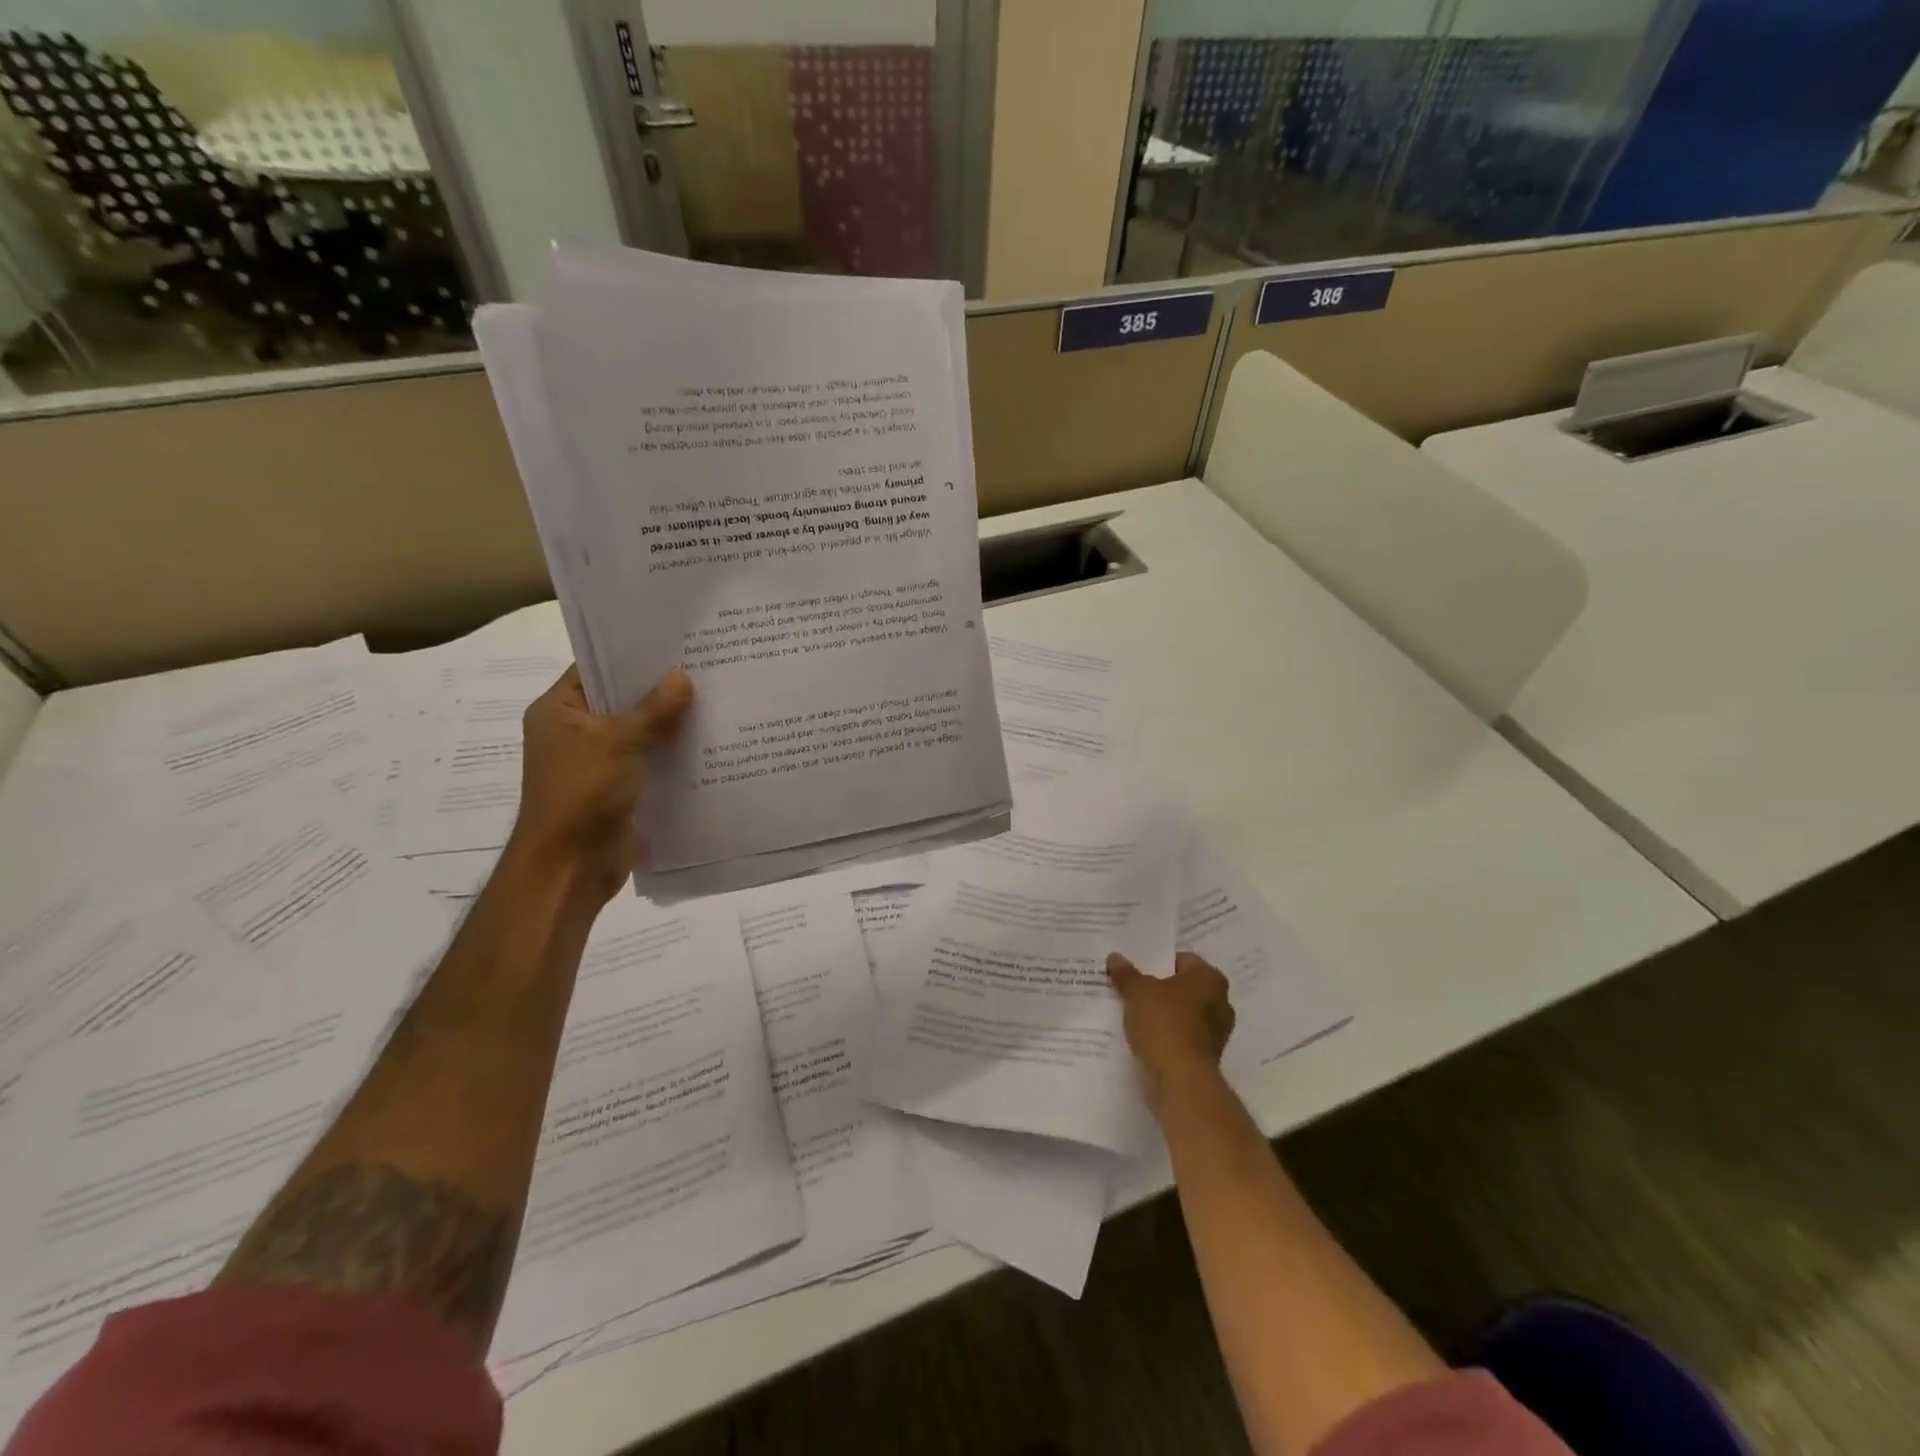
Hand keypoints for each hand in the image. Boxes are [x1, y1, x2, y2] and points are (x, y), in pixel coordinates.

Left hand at [510, 665, 693, 902]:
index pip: (594, 668)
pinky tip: (709, 740)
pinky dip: (673, 752)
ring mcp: (598, 761)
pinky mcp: (620, 787)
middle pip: (621, 699)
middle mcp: (575, 732)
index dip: (630, 654)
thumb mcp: (616, 742)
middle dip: (659, 688)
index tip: (672, 642)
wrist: (571, 867)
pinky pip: (650, 759)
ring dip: (670, 722)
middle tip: (704, 665)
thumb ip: (651, 710)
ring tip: (715, 697)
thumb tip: (682, 677)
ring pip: (640, 731)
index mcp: (559, 712)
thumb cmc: (581, 794)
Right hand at [1107, 951, 1235, 1110]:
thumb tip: (1115, 957)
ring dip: (1162, 1015)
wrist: (1180, 1081)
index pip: (1182, 960)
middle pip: (1183, 988)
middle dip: (1160, 989)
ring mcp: (1216, 1032)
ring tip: (1132, 1013)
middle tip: (1131, 988)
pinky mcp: (1206, 1057)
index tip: (1136, 968)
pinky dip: (1165, 1036)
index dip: (1158, 962)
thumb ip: (1126, 973)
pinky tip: (1142, 1037)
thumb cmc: (1164, 1023)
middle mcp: (1220, 1002)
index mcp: (1210, 978)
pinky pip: (1181, 1037)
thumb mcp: (1137, 992)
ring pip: (1182, 1014)